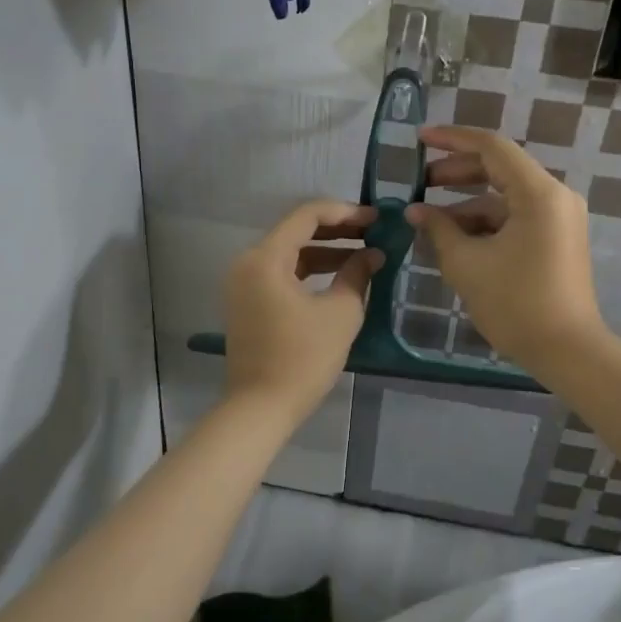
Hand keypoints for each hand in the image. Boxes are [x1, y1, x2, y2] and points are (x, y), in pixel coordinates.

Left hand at [224, 201, 382, 423]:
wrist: (260, 408)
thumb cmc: (303, 358)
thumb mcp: (340, 313)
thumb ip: (357, 275)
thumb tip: (372, 255)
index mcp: (266, 258)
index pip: (307, 216)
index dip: (345, 213)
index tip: (376, 219)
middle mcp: (248, 263)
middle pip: (296, 232)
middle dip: (337, 231)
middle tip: (374, 233)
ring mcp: (244, 284)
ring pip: (290, 254)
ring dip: (325, 252)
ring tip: (364, 256)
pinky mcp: (248, 303)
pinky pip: (281, 274)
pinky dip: (309, 272)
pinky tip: (339, 277)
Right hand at [406, 127, 605, 370]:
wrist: (567, 351)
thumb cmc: (515, 303)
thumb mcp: (467, 264)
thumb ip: (438, 229)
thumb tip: (415, 211)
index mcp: (538, 193)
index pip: (492, 147)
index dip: (452, 139)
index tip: (420, 140)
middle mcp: (554, 196)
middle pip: (499, 168)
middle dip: (456, 173)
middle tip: (420, 183)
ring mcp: (558, 218)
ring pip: (505, 196)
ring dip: (467, 203)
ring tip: (429, 221)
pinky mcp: (556, 238)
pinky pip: (516, 217)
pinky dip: (485, 222)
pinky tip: (455, 240)